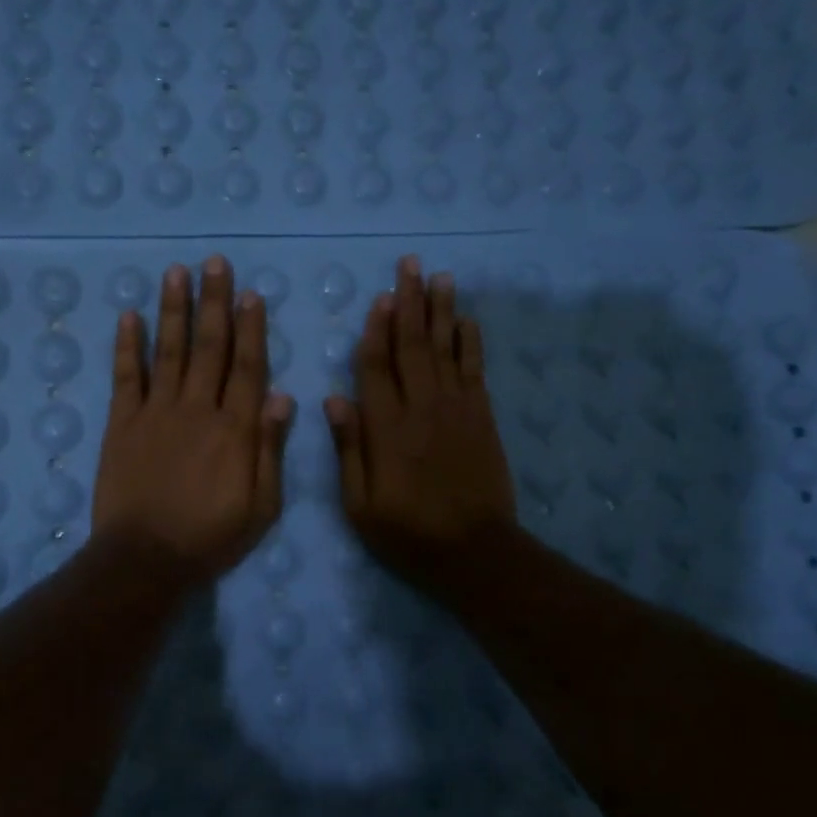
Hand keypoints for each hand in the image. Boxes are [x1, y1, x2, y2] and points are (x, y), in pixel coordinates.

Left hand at [92, 256, 293, 581]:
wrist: (145, 558)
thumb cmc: (211, 536)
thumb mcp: (261, 505)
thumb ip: (270, 449)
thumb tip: (282, 396)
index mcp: (235, 428)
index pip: (247, 366)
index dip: (251, 328)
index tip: (251, 294)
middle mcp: (197, 408)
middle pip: (209, 346)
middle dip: (214, 302)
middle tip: (214, 263)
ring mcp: (156, 412)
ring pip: (169, 350)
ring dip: (174, 309)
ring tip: (176, 272)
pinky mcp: (122, 423)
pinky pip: (126, 376)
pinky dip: (128, 345)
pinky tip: (128, 315)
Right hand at [326, 256, 516, 588]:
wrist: (475, 551)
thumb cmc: (408, 532)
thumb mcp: (360, 504)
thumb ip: (349, 449)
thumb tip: (334, 399)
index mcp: (386, 428)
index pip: (376, 367)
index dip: (376, 330)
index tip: (379, 298)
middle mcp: (421, 407)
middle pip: (413, 345)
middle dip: (410, 302)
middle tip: (410, 265)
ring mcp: (456, 409)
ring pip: (446, 348)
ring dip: (442, 310)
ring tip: (440, 277)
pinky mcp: (482, 417)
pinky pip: (475, 369)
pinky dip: (470, 342)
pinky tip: (466, 319)